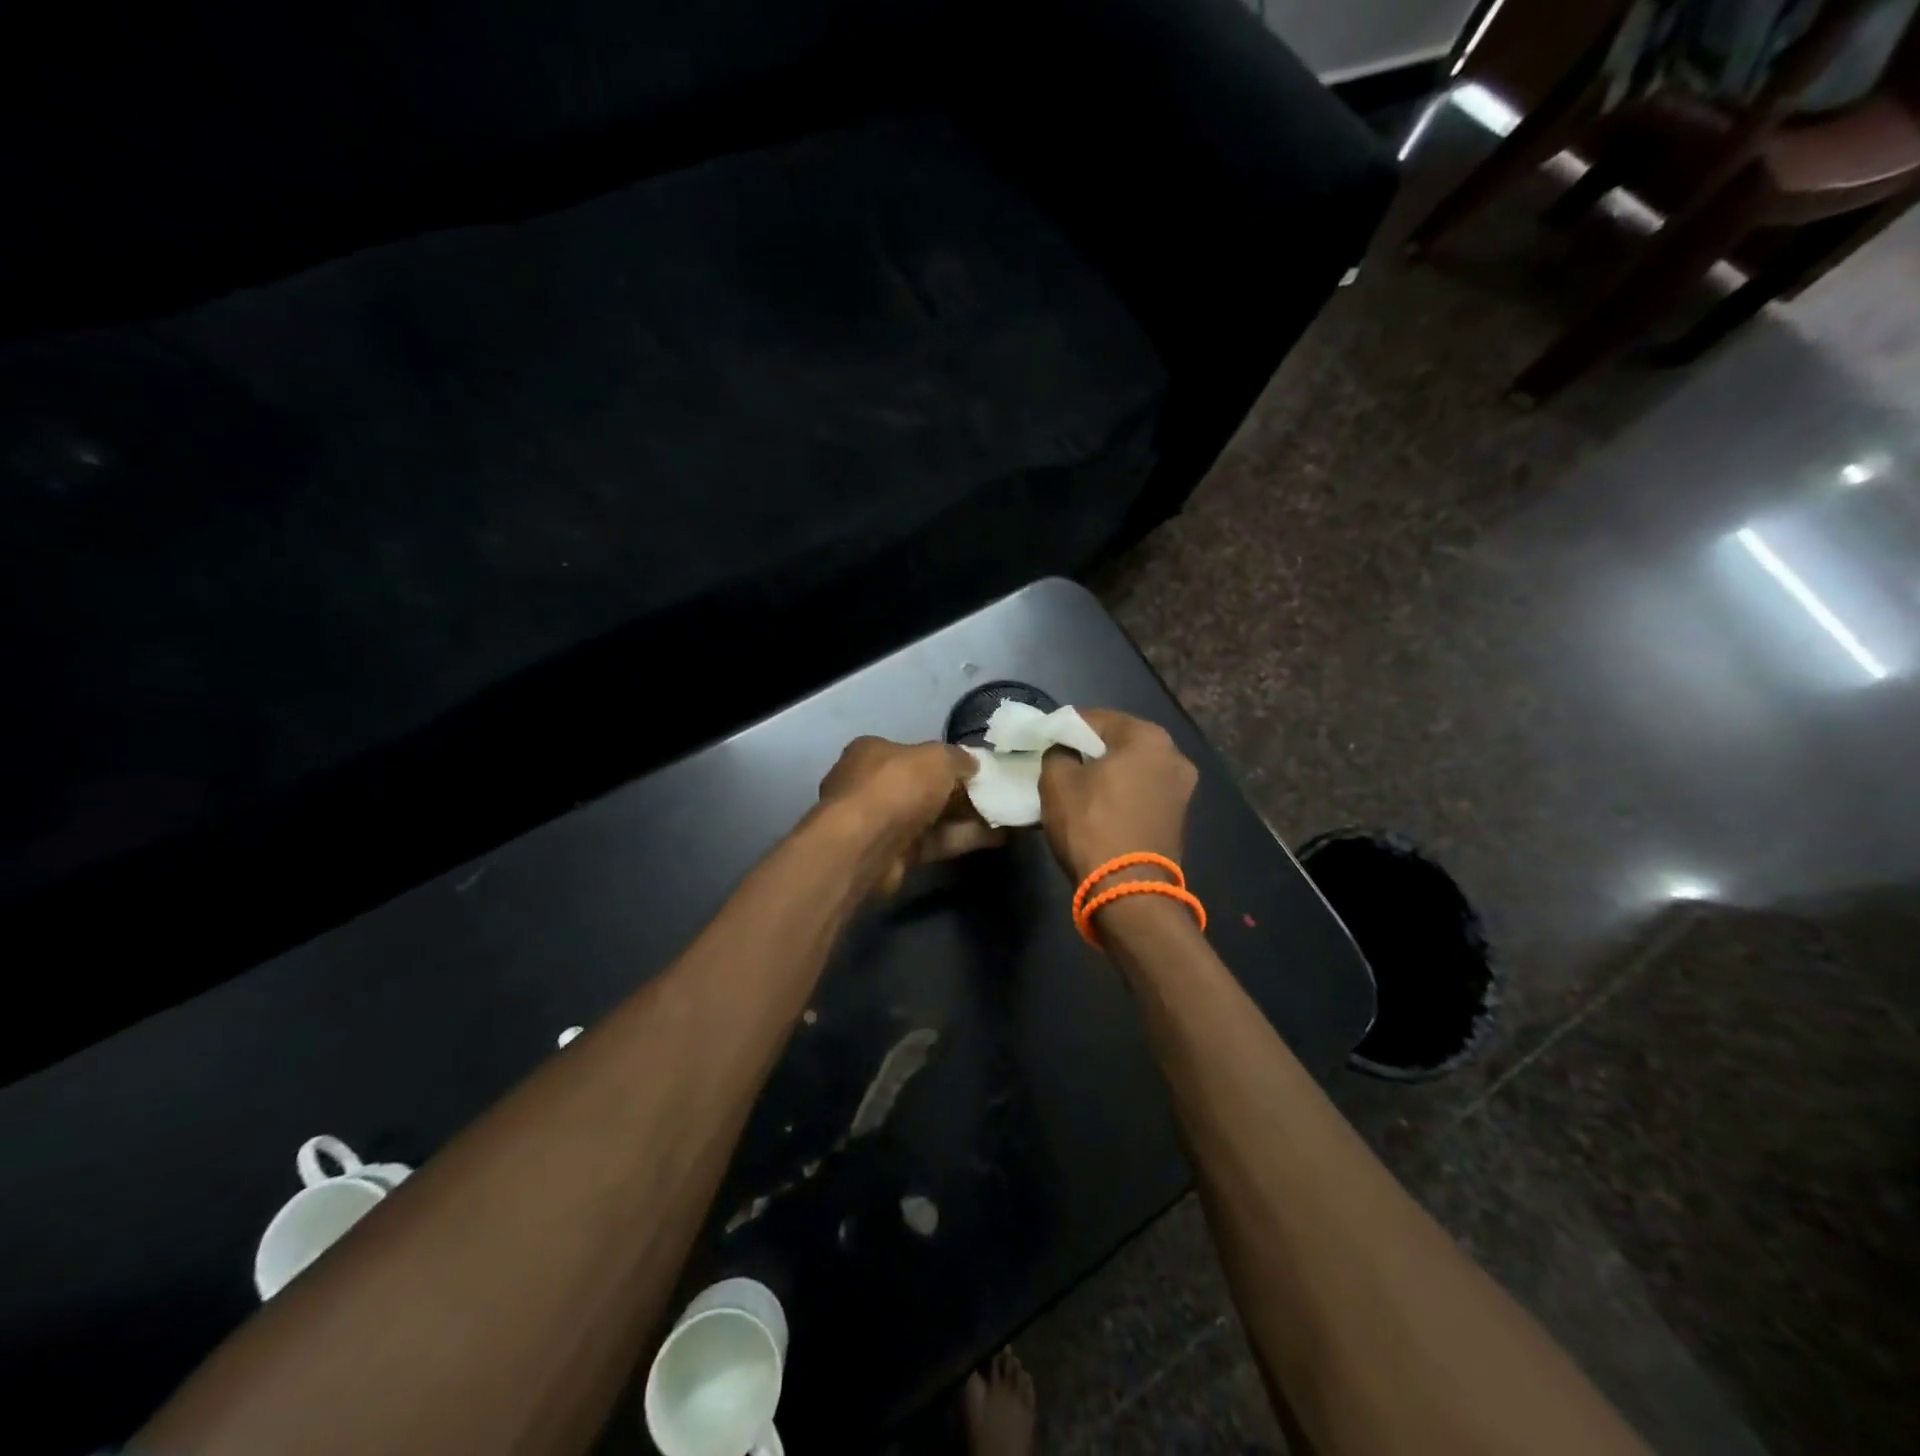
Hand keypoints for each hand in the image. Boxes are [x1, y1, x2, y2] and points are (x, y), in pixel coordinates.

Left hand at [818, 737, 1004, 895]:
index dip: (947, 759)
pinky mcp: (893, 854)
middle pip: (924, 786)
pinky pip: (935, 842)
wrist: (866, 845)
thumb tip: (973, 764)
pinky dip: (962, 838)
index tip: (978, 768)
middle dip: (960, 791)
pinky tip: (997, 838)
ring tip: (1007, 815)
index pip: (914, 752)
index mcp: (873, 752)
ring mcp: (881, 822)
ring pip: (932, 816)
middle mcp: (873, 785)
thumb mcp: (937, 758)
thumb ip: (958, 758)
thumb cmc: (897, 786)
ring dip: (967, 817)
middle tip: (998, 792)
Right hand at [1038, 709, 1197, 882]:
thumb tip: (1064, 752)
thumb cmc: (1091, 825)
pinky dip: (1122, 794)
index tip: (1045, 739)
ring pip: (1133, 769)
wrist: (1129, 890)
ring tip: (1077, 786)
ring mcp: (1182, 788)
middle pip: (1120, 742)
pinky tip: (1099, 806)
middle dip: (1090, 750)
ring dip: (1108, 773)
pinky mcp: (1179, 817)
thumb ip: (1057, 754)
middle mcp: (1174, 755)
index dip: (1066, 727)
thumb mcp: (1057, 782)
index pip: (1096, 718)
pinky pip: (1143, 793)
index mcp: (1148, 737)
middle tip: (1060, 762)